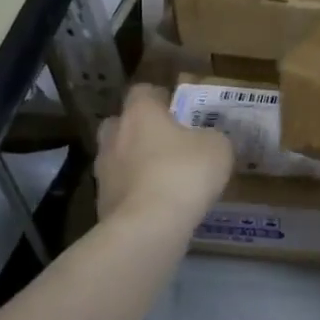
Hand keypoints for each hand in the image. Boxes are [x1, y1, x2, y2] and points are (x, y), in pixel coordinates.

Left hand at [94, 84, 233, 225]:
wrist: (147, 227)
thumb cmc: (184, 174)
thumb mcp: (218, 148)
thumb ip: (211, 137)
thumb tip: (206, 140)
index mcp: (140, 113)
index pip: (143, 91)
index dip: (161, 97)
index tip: (179, 109)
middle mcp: (115, 136)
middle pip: (121, 123)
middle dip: (140, 130)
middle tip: (167, 142)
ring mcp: (103, 171)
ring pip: (118, 158)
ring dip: (136, 164)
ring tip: (164, 178)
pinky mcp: (102, 203)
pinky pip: (121, 189)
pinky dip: (136, 193)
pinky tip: (158, 206)